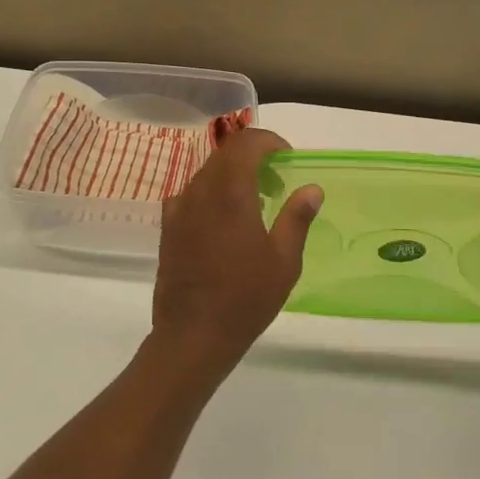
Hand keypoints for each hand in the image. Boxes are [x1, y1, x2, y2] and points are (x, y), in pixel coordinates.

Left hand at [149, 128, 323, 382]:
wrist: (192, 336)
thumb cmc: (245, 298)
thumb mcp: (284, 261)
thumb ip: (297, 218)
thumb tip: (311, 189)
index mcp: (230, 192)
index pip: (246, 143)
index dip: (269, 142)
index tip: (287, 159)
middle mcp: (200, 191)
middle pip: (225, 154)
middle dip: (253, 157)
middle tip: (276, 183)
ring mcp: (179, 209)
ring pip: (207, 172)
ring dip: (232, 175)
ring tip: (254, 203)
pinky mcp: (168, 227)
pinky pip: (190, 194)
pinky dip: (211, 194)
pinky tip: (223, 221)